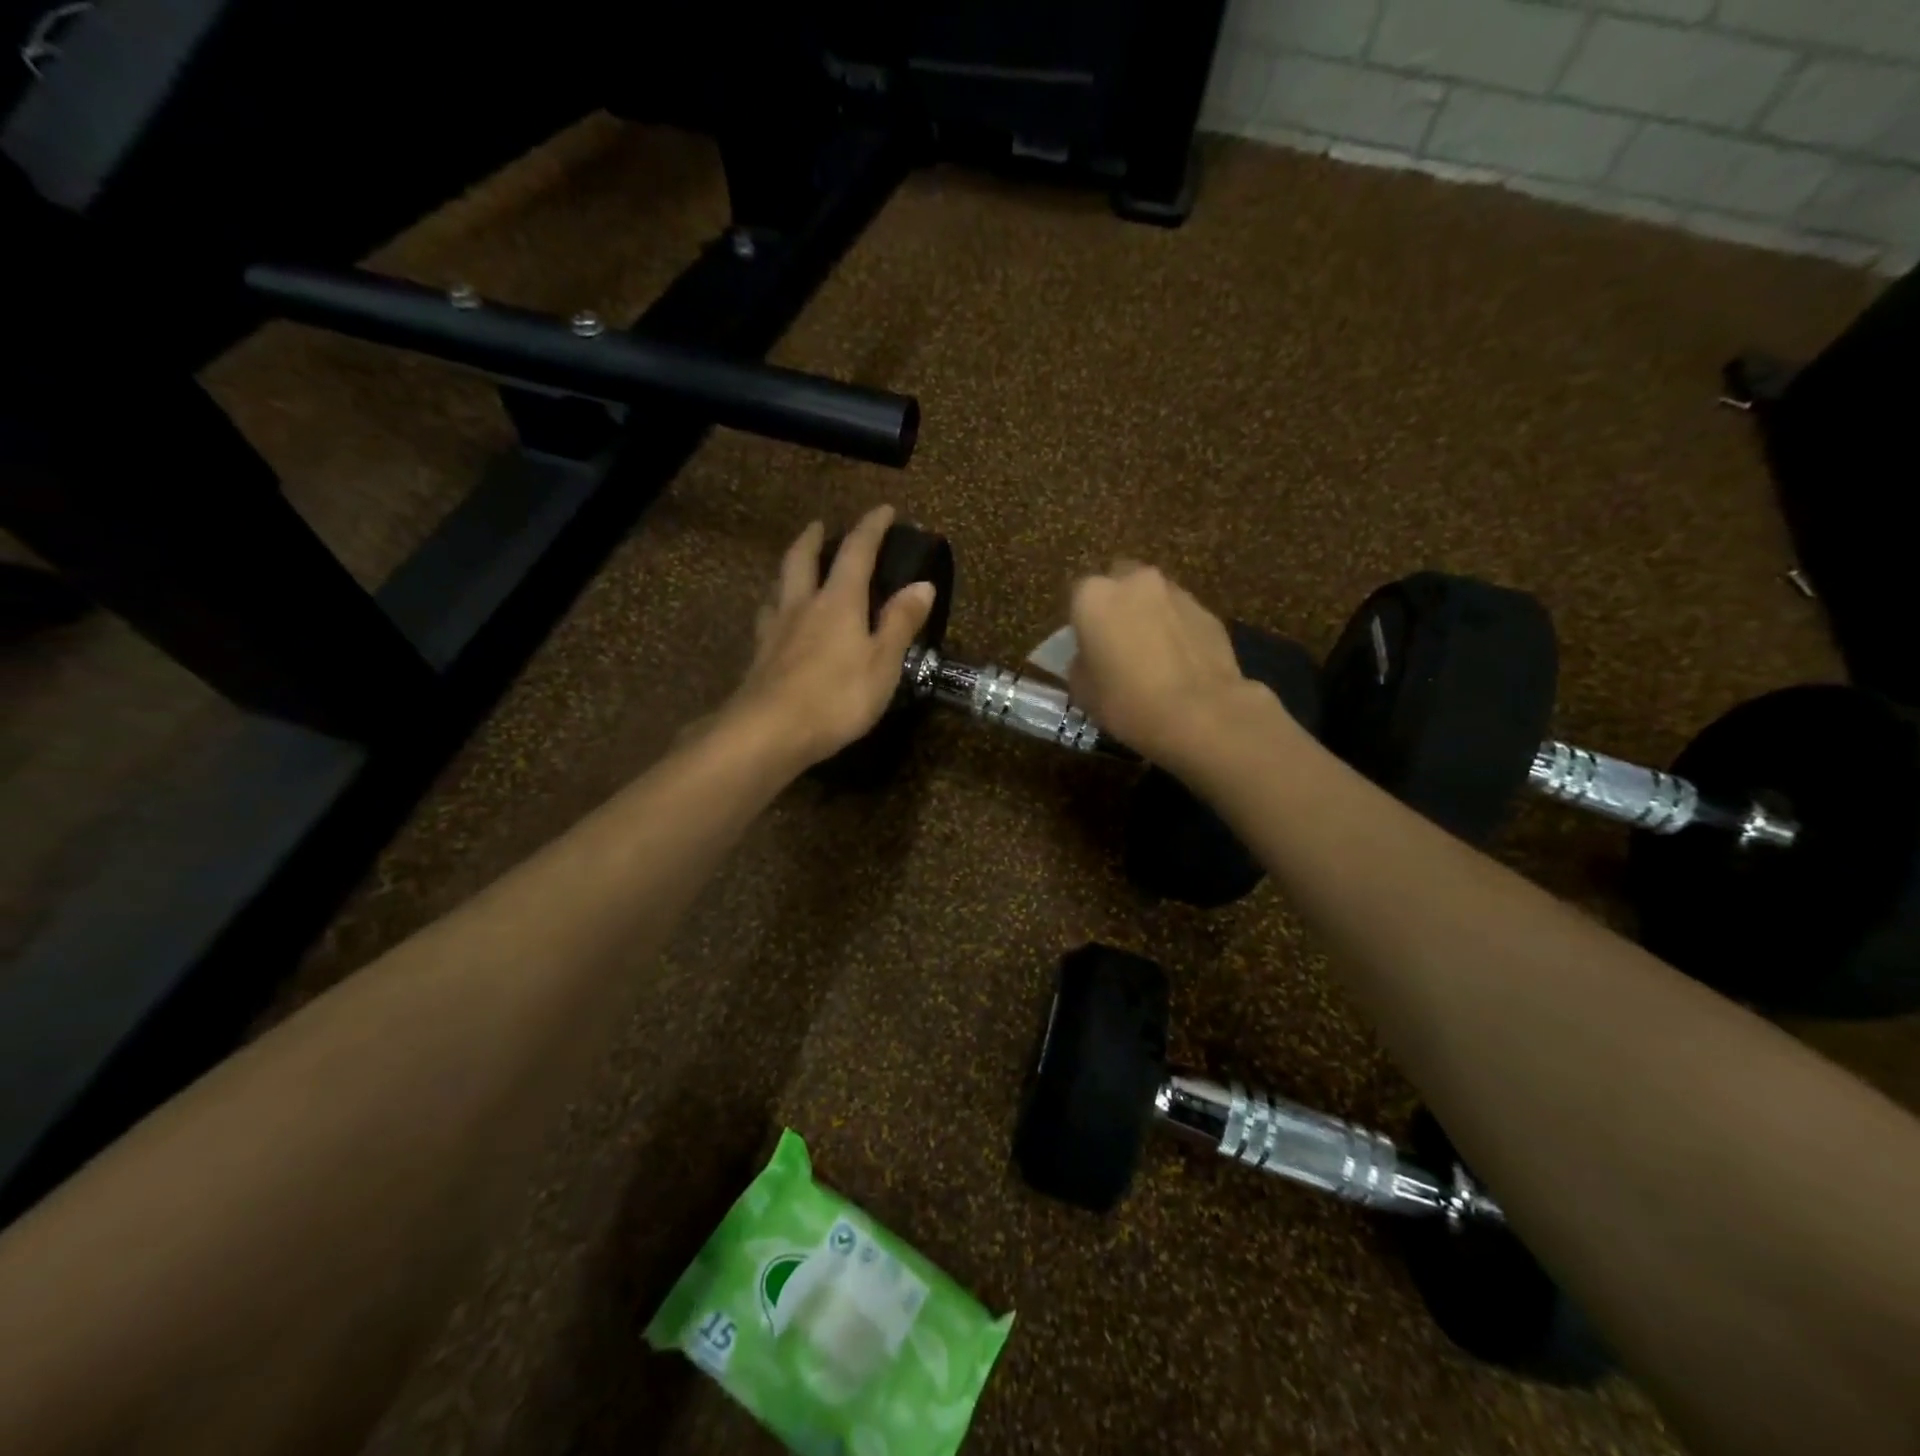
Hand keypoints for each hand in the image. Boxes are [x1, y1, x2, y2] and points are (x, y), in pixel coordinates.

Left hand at [722, 505, 934, 769]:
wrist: (769, 732)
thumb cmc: (837, 697)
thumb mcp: (883, 662)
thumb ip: (900, 622)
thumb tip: (923, 584)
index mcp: (838, 602)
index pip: (857, 552)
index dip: (871, 528)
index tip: (884, 510)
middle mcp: (803, 605)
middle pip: (803, 559)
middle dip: (814, 538)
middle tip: (819, 525)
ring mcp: (775, 631)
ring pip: (779, 586)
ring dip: (789, 569)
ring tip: (794, 568)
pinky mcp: (759, 657)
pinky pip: (767, 619)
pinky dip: (774, 607)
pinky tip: (775, 620)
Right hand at [1068, 562, 1278, 767]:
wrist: (1200, 713)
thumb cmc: (1127, 701)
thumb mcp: (1084, 692)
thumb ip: (1081, 664)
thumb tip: (1089, 659)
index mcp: (1094, 597)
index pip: (1078, 596)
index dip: (1082, 622)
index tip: (1087, 646)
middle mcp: (1134, 582)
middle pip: (1120, 582)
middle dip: (1118, 604)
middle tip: (1118, 641)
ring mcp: (1176, 593)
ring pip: (1155, 596)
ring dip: (1150, 615)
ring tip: (1153, 654)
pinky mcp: (1208, 612)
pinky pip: (1182, 617)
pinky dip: (1178, 631)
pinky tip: (1180, 663)